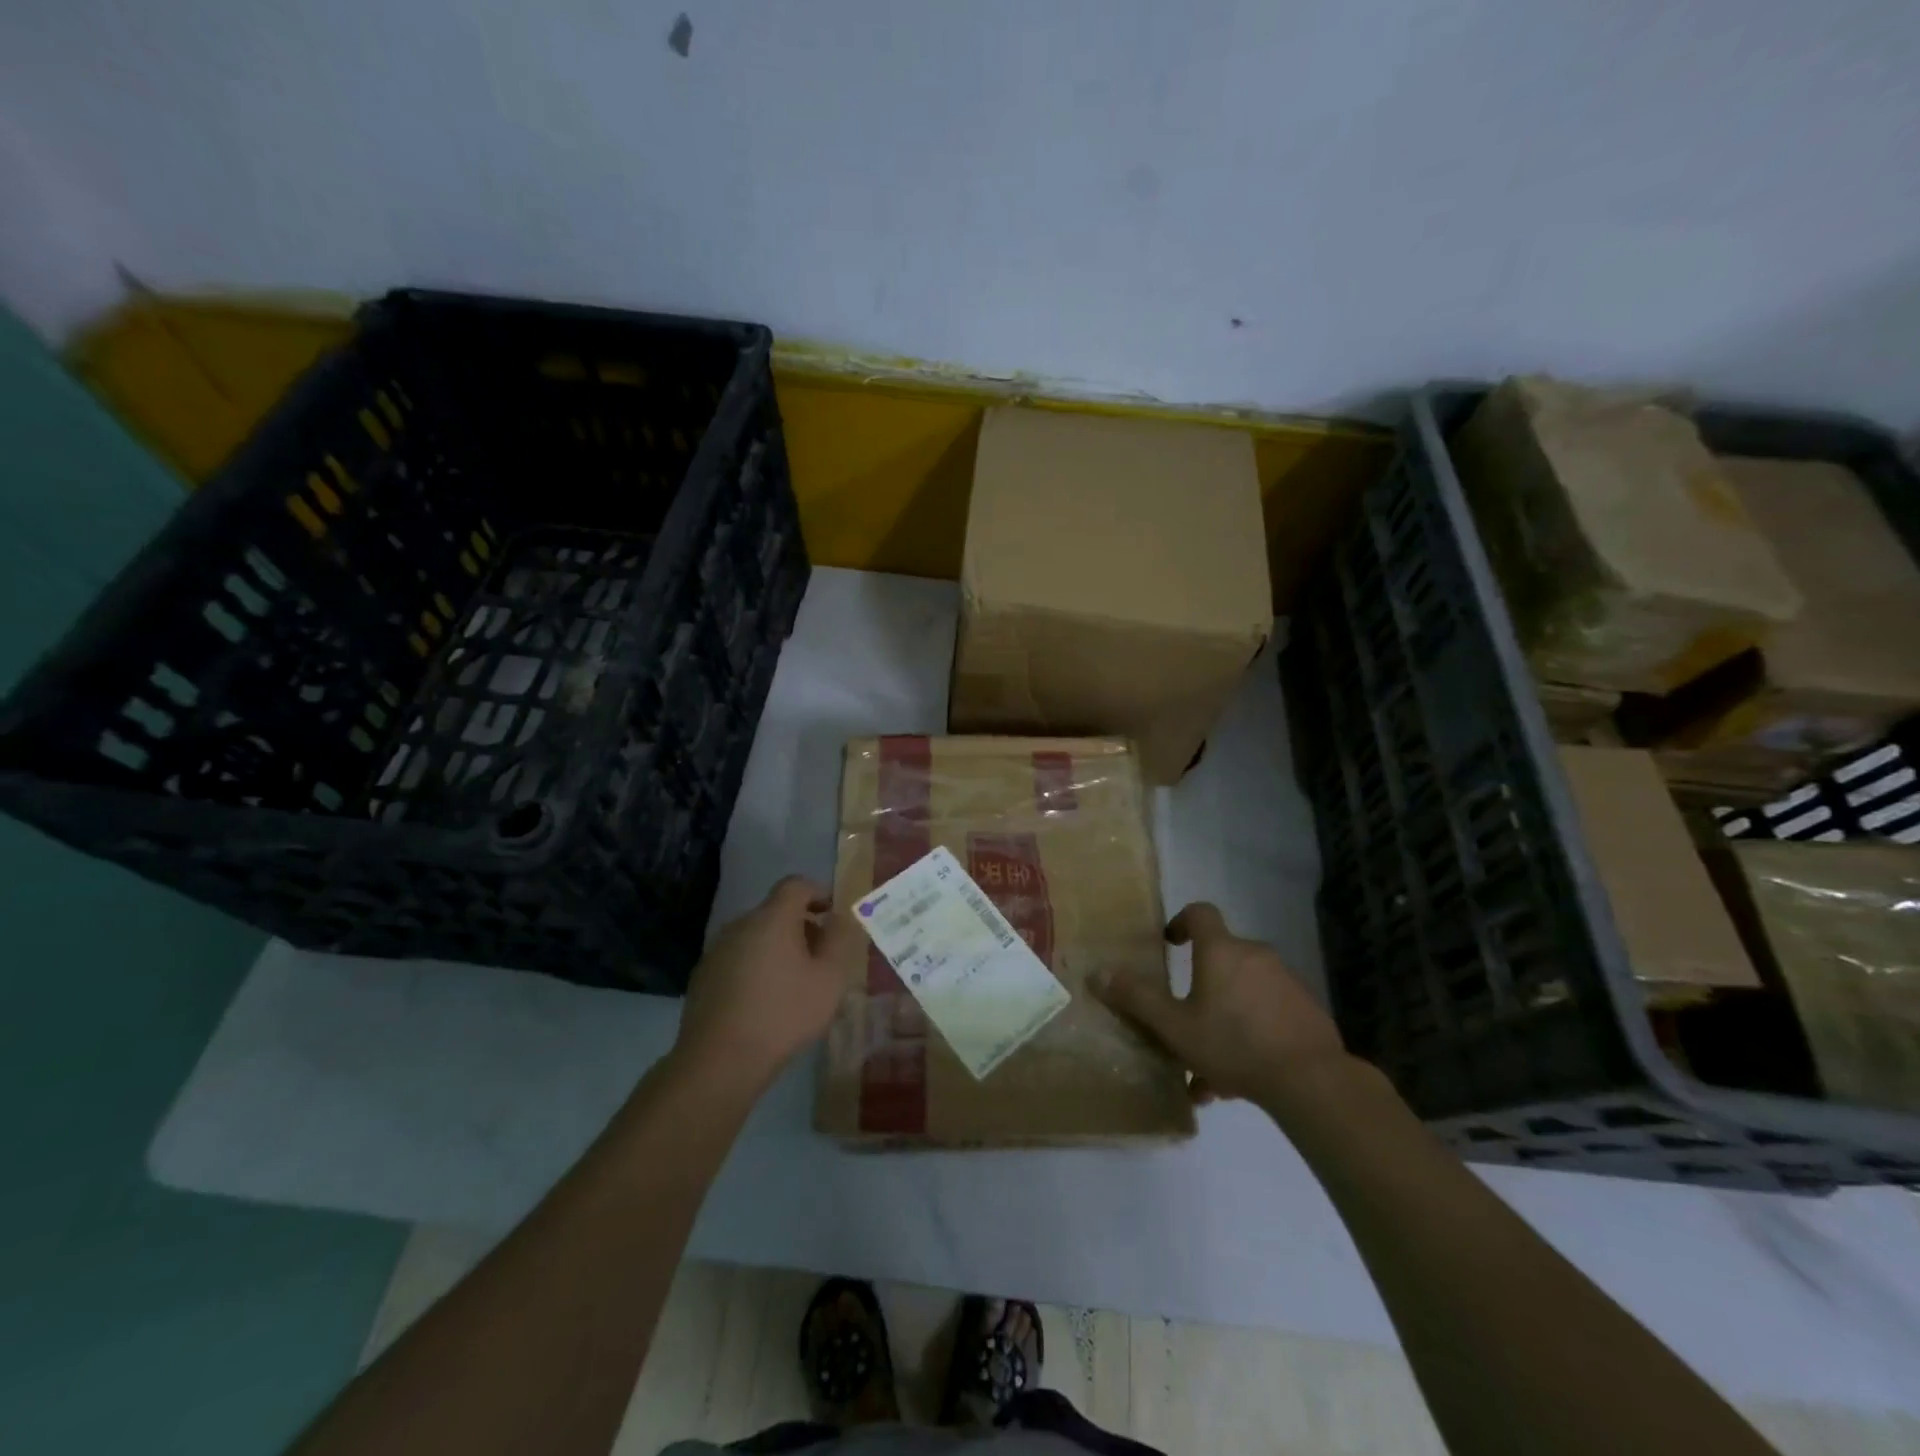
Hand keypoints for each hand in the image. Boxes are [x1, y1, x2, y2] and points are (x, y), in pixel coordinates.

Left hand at [674, 875, 861, 1085]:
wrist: (719, 1060)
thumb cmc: (784, 1014)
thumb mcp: (829, 979)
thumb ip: (839, 941)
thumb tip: (840, 918)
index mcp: (772, 918)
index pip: (795, 885)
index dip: (818, 892)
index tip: (832, 914)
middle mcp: (740, 925)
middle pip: (775, 911)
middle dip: (801, 925)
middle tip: (821, 955)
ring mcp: (717, 950)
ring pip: (755, 936)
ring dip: (777, 948)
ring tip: (795, 981)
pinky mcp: (702, 977)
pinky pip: (738, 958)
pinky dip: (756, 967)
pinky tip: (765, 1001)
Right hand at [1090, 902, 1345, 1104]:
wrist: (1311, 1080)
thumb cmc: (1233, 1044)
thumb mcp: (1174, 1026)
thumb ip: (1136, 999)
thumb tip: (1097, 972)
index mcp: (1220, 951)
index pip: (1200, 913)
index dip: (1181, 922)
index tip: (1170, 944)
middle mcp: (1254, 955)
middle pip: (1221, 959)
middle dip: (1200, 989)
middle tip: (1184, 1022)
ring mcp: (1285, 982)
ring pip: (1243, 993)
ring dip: (1224, 1019)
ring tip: (1209, 1068)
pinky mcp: (1306, 1010)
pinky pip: (1267, 1013)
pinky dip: (1250, 1033)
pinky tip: (1241, 1078)